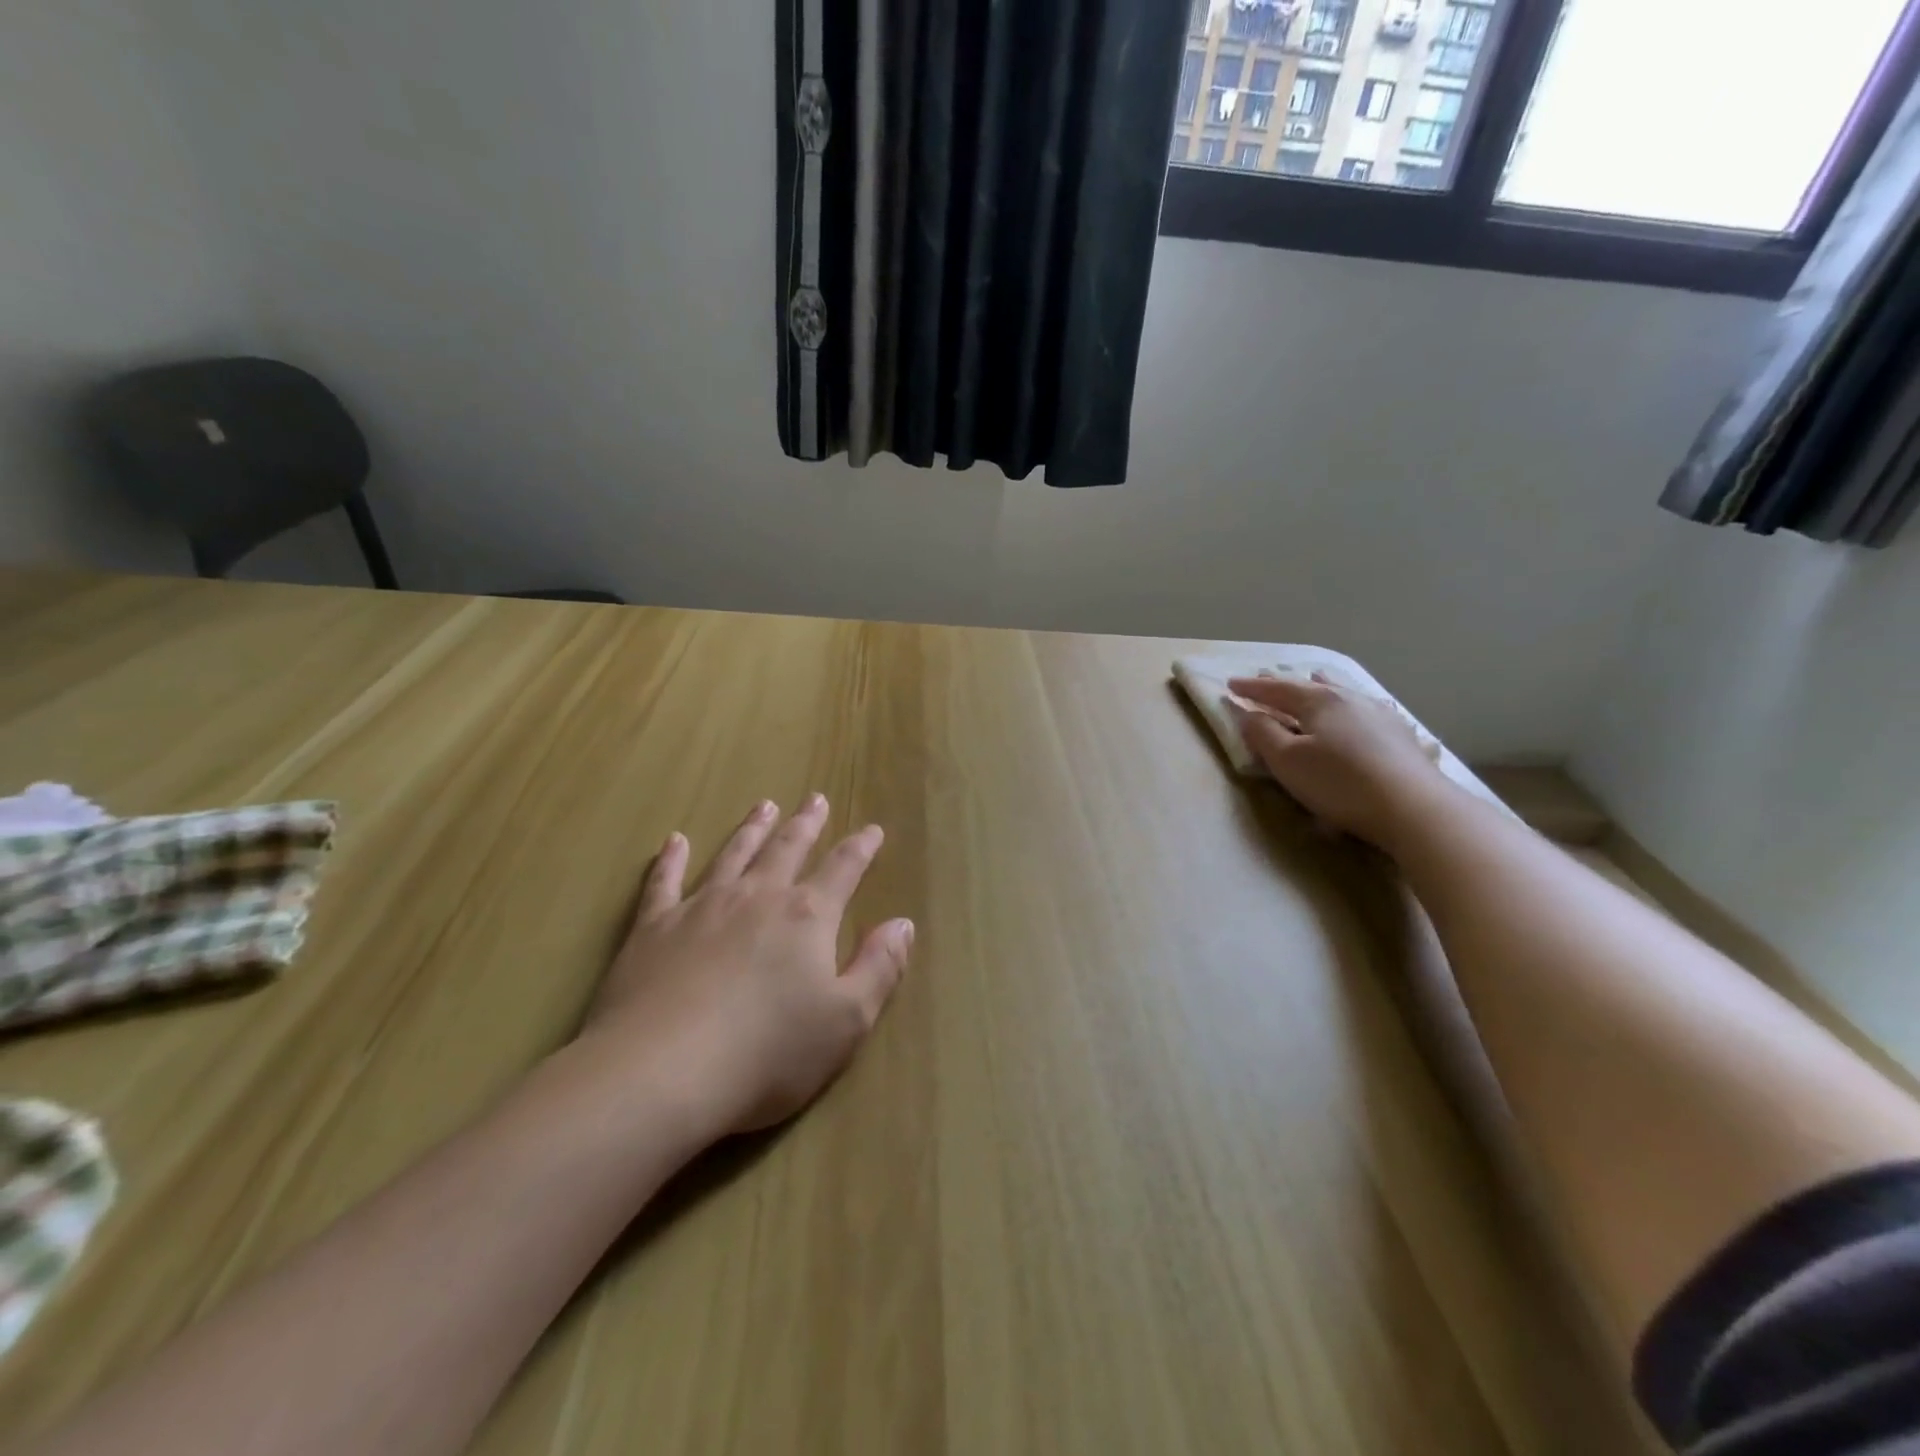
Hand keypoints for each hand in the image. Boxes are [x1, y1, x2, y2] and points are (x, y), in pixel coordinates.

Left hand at [576, 794, 912, 1138]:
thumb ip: (880, 967)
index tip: (873, 829)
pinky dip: (671, 859)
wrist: (662, 1073)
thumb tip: (903, 923)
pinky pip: (664, 881)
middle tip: (816, 798)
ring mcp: (702, 907)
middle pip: (787, 849)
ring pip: (733, 854)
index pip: (843, 870)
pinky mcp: (653, 928)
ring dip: (752, 829)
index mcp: (807, 917)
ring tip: (765, 806)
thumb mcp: (847, 1020)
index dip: (861, 848)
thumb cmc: (768, 1053)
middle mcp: (757, 897)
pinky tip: (675, 841)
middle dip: (806, 824)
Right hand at [1227, 673, 1449, 847]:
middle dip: (1283, 683)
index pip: (1276, 689)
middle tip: (1264, 676)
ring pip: (1342, 692)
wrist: (1414, 808)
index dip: (1251, 688)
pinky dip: (1349, 702)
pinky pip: (1364, 707)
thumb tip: (1247, 714)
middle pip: (1308, 686)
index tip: (1230, 684)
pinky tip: (1360, 704)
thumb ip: (1262, 734)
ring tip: (1313, 677)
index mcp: (1317, 701)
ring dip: (1321, 685)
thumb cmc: (1339, 783)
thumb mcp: (1287, 761)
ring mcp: (1378, 714)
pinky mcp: (1399, 734)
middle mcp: (1348, 698)